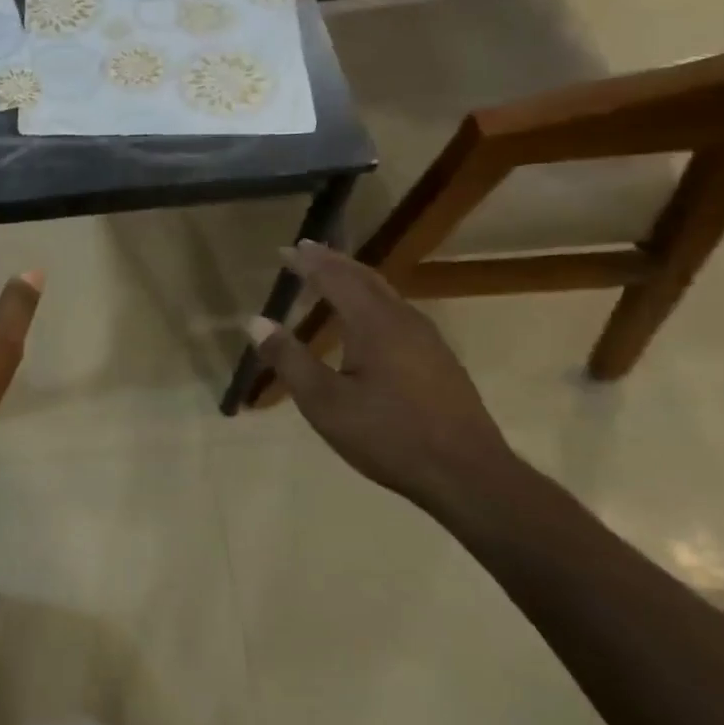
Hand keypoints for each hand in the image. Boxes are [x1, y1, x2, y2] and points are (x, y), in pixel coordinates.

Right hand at [249, 242, 524, 515]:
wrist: (468, 475)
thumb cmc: (388, 437)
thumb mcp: (325, 403)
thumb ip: (289, 360)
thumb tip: (255, 321)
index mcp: (375, 324)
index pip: (335, 278)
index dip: (308, 263)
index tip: (285, 250)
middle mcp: (404, 320)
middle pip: (365, 278)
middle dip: (333, 262)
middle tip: (306, 250)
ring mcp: (428, 339)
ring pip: (385, 294)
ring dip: (354, 279)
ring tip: (331, 277)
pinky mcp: (439, 359)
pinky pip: (397, 312)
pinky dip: (371, 300)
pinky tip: (366, 320)